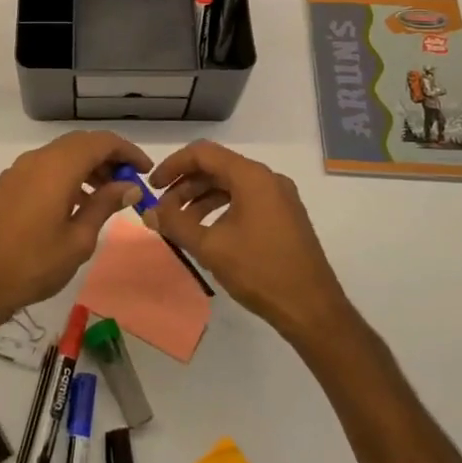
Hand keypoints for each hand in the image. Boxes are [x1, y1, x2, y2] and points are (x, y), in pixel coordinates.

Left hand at [0, 131, 149, 324]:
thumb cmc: (34, 263)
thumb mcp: (78, 239)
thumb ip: (105, 205)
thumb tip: (129, 185)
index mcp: (58, 167)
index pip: (101, 142)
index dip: (127, 151)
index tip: (145, 171)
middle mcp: (37, 159)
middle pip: (81, 144)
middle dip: (108, 158)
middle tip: (129, 183)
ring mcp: (19, 170)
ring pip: (62, 154)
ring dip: (87, 167)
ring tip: (106, 196)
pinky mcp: (8, 184)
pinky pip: (45, 167)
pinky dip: (67, 175)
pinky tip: (76, 204)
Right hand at [149, 141, 351, 342]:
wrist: (312, 308)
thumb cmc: (260, 271)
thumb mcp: (211, 247)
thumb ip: (175, 224)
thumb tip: (148, 212)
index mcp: (252, 176)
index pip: (203, 153)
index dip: (173, 165)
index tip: (152, 186)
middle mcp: (268, 178)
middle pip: (217, 167)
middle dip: (185, 185)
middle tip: (163, 210)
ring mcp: (279, 197)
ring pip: (231, 185)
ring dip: (202, 198)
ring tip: (180, 223)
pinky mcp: (285, 215)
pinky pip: (246, 199)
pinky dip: (221, 208)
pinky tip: (207, 231)